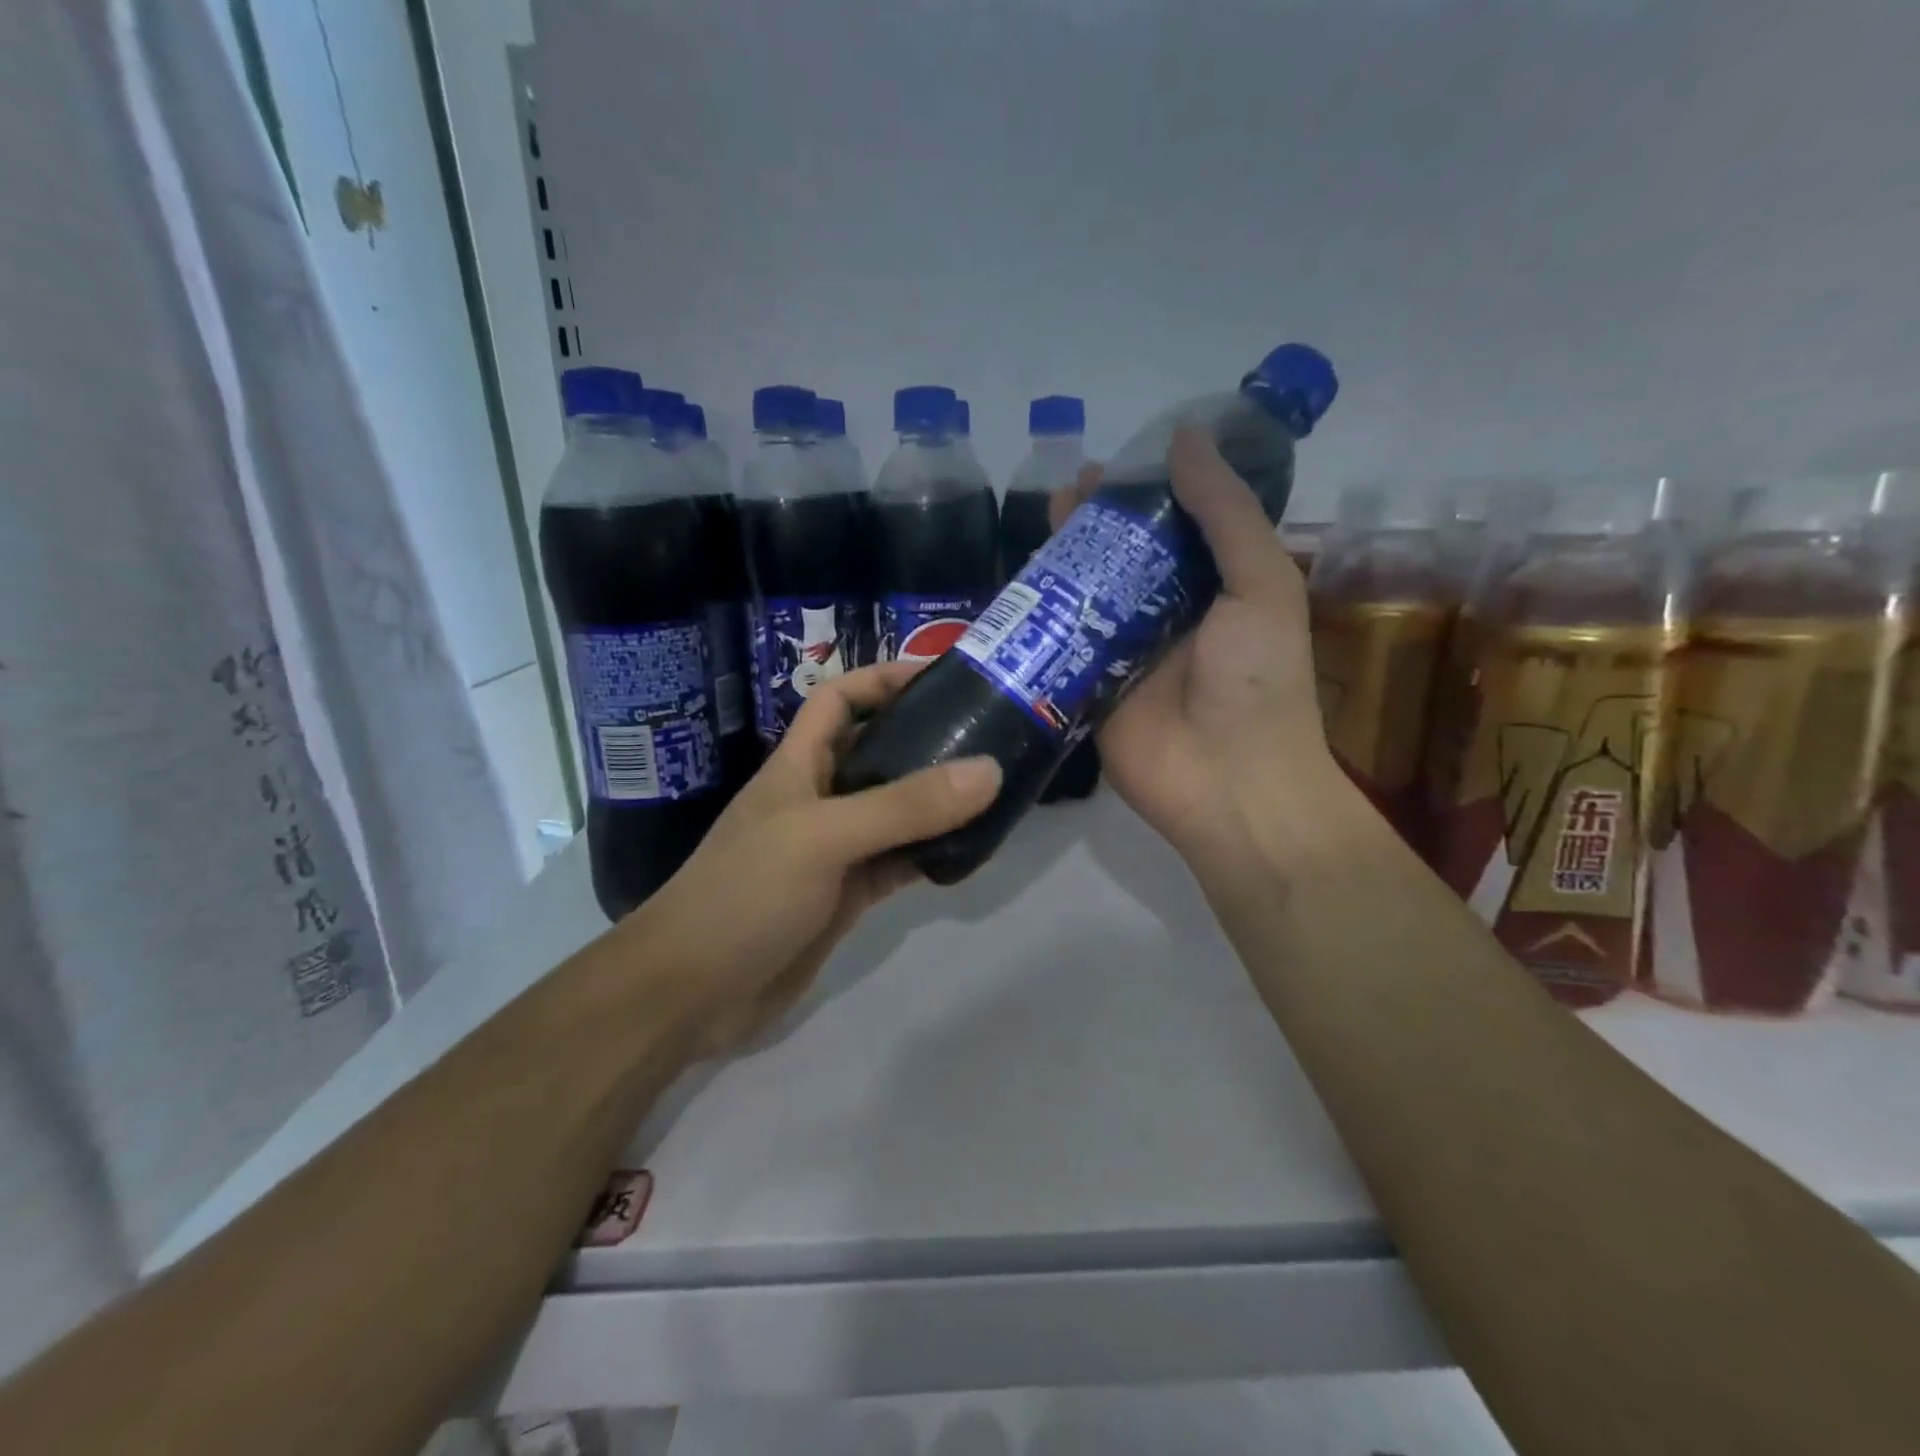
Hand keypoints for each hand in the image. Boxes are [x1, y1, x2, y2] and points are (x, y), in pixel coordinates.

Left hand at [629, 660, 1000, 1056]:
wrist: (691, 993)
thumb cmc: (745, 894)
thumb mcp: (824, 837)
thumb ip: (905, 805)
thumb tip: (989, 769)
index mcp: (797, 766)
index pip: (838, 700)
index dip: (882, 679)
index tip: (939, 675)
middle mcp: (817, 800)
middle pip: (875, 753)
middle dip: (923, 737)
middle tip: (986, 733)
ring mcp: (832, 851)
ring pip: (893, 812)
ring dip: (935, 801)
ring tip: (993, 789)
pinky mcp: (845, 896)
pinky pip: (898, 863)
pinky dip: (931, 855)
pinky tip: (970, 852)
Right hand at [1053, 427, 1337, 870]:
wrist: (1228, 782)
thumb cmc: (1257, 679)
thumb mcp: (1261, 584)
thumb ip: (1226, 513)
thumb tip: (1184, 437)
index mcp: (1212, 590)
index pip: (1173, 529)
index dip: (1144, 494)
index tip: (1113, 465)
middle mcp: (1165, 617)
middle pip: (1122, 559)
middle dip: (1096, 524)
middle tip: (1066, 490)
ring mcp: (1121, 655)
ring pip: (1085, 596)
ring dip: (1064, 560)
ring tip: (1041, 523)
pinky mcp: (1085, 689)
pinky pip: (1058, 645)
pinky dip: (1037, 618)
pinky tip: (1015, 586)